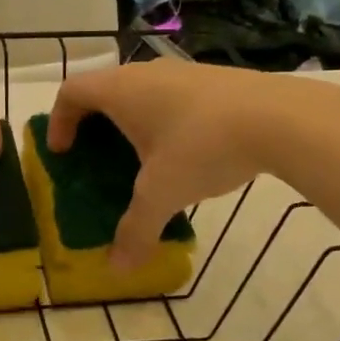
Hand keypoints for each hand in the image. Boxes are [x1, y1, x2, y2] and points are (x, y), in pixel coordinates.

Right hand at [48, 61, 287, 269]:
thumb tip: (118, 269)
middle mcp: (146, 73)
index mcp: (121, 91)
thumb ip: (136, 230)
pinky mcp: (214, 79)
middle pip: (104, 90)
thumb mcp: (162, 194)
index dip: (59, 120)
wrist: (281, 118)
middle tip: (96, 158)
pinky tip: (186, 152)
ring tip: (142, 159)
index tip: (63, 152)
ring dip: (131, 121)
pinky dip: (163, 120)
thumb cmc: (202, 147)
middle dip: (93, 123)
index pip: (71, 91)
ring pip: (142, 92)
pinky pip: (172, 96)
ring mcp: (183, 72)